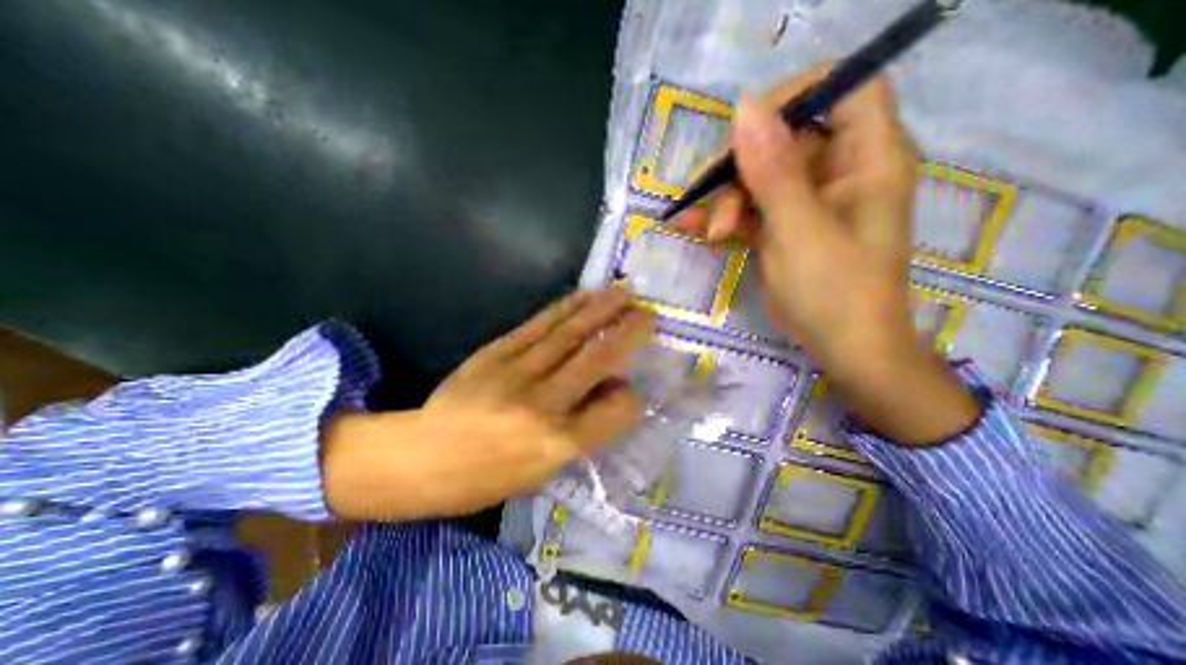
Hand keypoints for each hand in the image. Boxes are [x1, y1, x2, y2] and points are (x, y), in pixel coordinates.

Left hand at [322, 289, 652, 521]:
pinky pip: (538, 326)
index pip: (612, 412)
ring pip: (569, 335)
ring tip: (622, 293)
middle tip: (647, 312)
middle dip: (626, 333)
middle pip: (595, 360)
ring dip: (600, 310)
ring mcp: (517, 374)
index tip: (637, 384)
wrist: (421, 457)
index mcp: (556, 445)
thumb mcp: (542, 470)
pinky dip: (564, 308)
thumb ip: (583, 431)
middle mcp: (543, 405)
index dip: (631, 396)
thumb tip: (612, 393)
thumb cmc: (486, 477)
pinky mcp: (496, 353)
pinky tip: (582, 296)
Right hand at [672, 68, 976, 442]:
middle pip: (786, 138)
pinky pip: (751, 208)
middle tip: (714, 198)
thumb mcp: (800, 230)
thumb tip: (745, 108)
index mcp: (868, 159)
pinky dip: (723, 217)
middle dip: (743, 166)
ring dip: (727, 199)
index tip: (745, 127)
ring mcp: (809, 201)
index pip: (844, 89)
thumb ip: (774, 171)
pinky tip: (692, 228)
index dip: (796, 95)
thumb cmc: (835, 291)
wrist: (842, 348)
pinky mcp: (785, 226)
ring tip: (710, 231)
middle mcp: (840, 171)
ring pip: (760, 176)